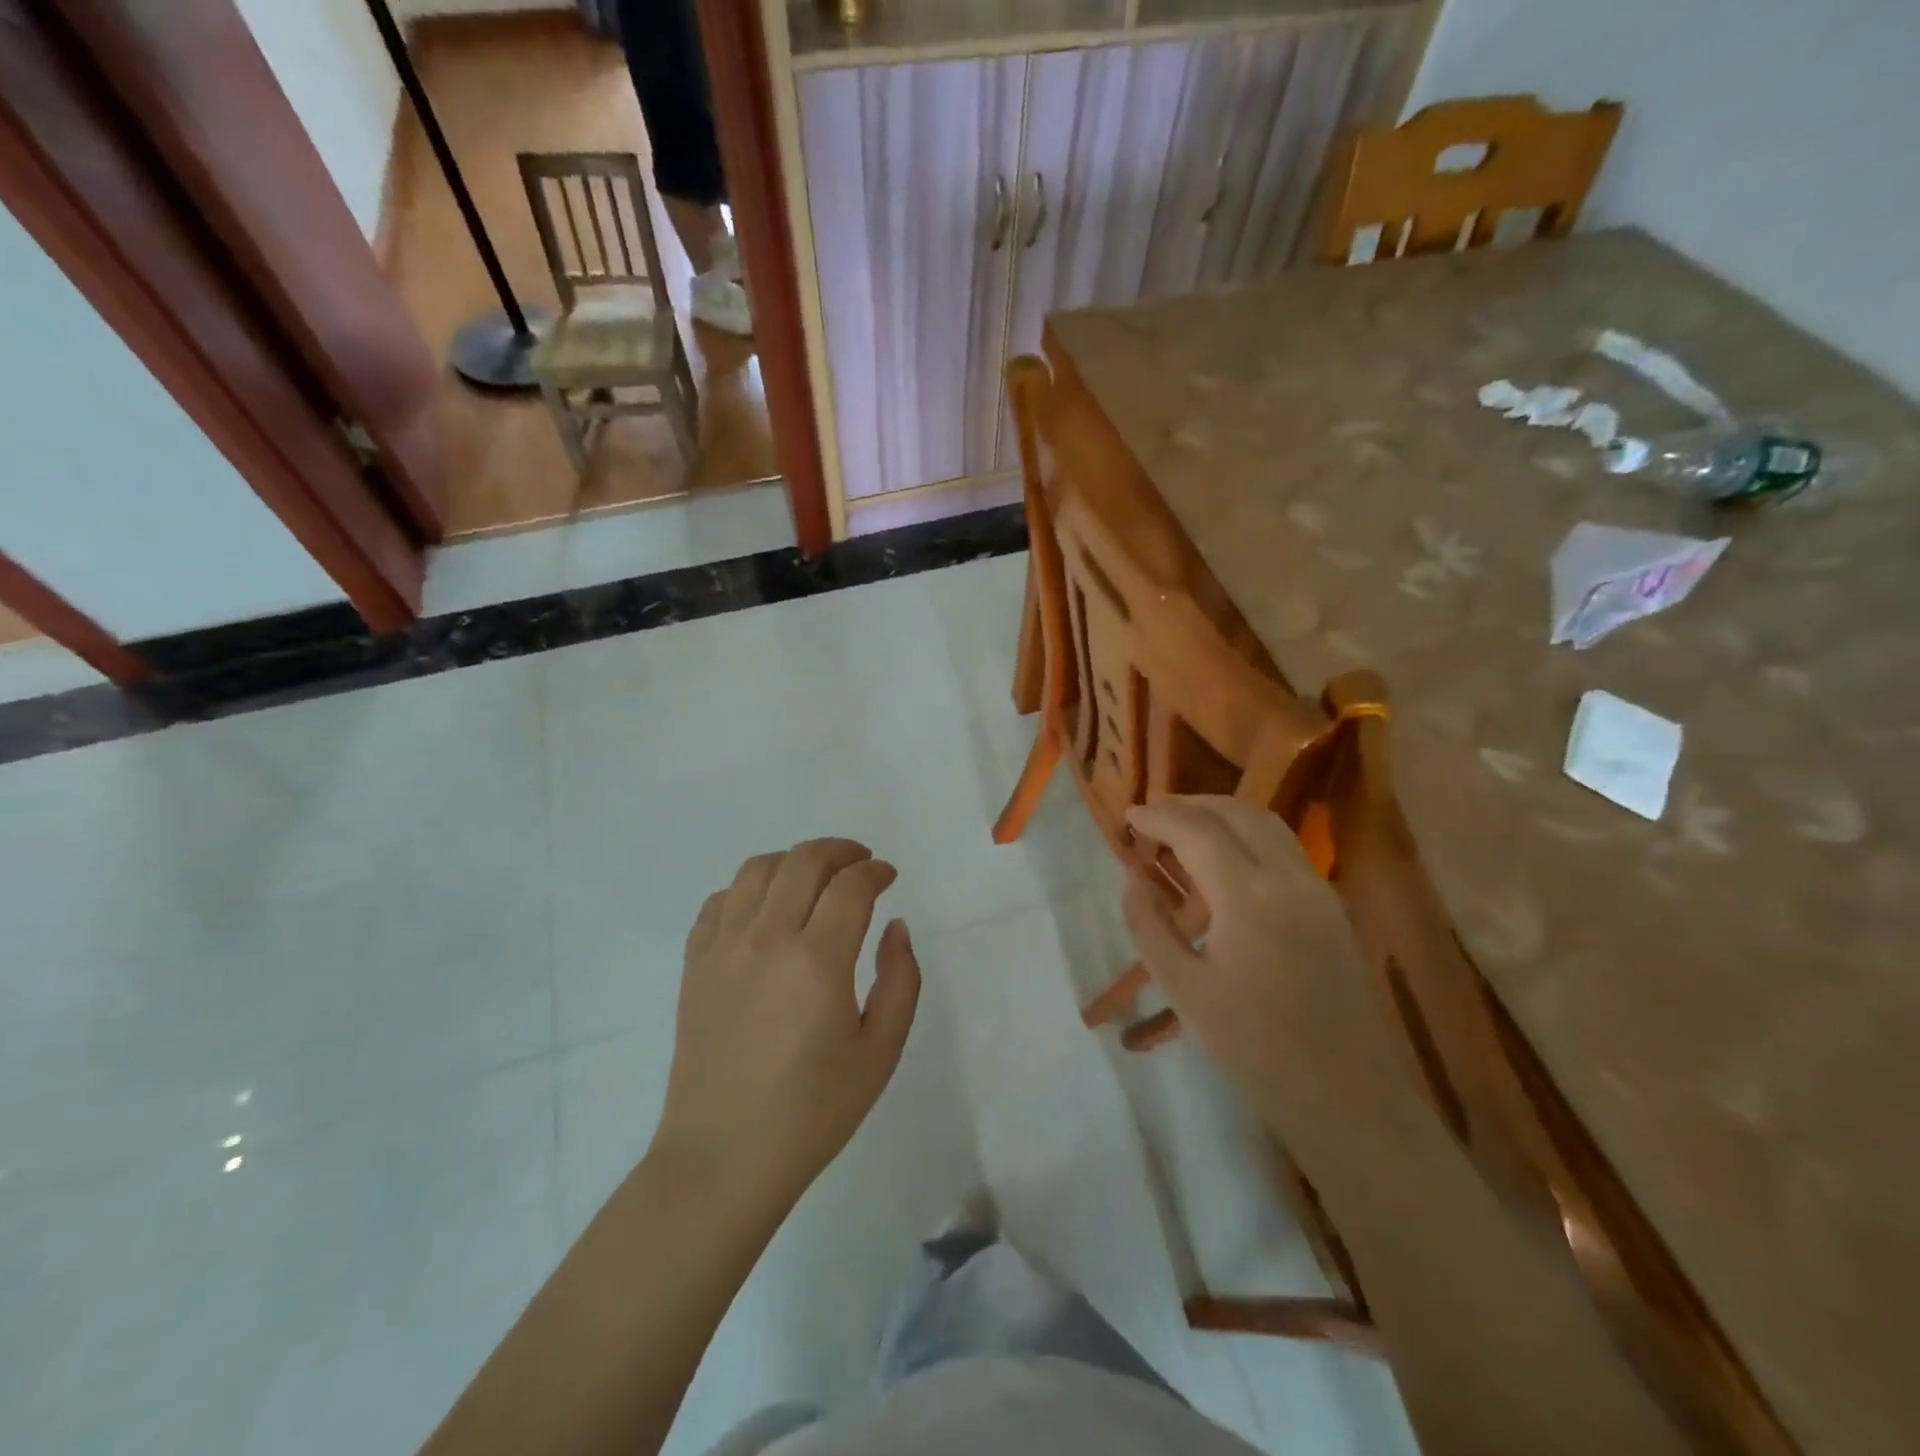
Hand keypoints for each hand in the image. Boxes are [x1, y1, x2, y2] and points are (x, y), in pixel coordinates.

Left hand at [655, 838, 920, 1207]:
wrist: (723, 1159)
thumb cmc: (813, 1112)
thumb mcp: (880, 1052)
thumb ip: (900, 979)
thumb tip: (895, 926)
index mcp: (817, 961)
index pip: (851, 886)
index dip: (876, 872)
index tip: (888, 877)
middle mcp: (767, 939)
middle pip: (803, 861)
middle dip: (840, 851)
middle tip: (860, 864)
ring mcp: (723, 948)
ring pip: (757, 869)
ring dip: (793, 861)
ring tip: (814, 879)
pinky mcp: (694, 964)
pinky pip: (719, 901)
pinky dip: (748, 889)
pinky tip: (765, 910)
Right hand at [1123, 796, 1380, 1116]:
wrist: (1347, 1096)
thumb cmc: (1255, 1049)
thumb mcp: (1184, 991)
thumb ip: (1150, 928)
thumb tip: (1133, 883)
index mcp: (1248, 896)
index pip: (1197, 830)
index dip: (1158, 817)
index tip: (1128, 815)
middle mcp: (1289, 877)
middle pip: (1236, 812)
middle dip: (1189, 804)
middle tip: (1153, 815)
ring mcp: (1318, 889)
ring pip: (1267, 823)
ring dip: (1222, 813)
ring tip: (1185, 827)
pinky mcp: (1332, 907)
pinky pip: (1285, 848)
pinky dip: (1248, 834)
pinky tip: (1226, 859)